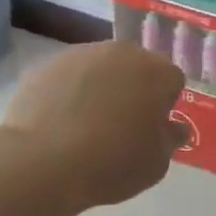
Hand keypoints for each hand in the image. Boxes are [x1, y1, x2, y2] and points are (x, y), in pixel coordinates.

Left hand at [0, 41, 187, 209]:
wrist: (41, 161)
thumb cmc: (111, 162)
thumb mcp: (156, 163)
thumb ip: (170, 139)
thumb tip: (173, 126)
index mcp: (158, 72)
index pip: (172, 81)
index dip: (164, 105)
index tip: (151, 128)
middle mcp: (125, 52)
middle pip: (137, 67)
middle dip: (134, 89)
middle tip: (121, 124)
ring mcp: (84, 54)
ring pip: (103, 68)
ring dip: (102, 87)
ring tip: (86, 123)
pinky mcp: (49, 63)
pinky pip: (71, 76)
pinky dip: (70, 91)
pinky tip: (61, 121)